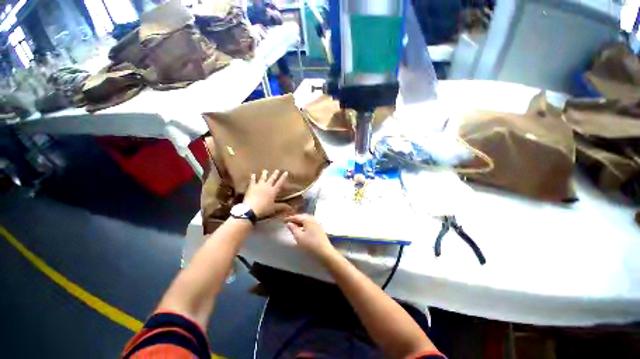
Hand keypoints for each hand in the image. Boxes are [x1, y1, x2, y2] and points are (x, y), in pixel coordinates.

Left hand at [244, 170, 290, 217]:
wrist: (251, 208)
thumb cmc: (264, 208)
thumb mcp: (274, 208)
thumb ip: (282, 206)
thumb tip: (290, 208)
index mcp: (273, 191)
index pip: (280, 182)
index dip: (283, 177)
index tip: (286, 172)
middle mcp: (267, 186)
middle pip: (272, 179)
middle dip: (275, 174)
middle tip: (277, 170)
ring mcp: (259, 185)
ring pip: (263, 178)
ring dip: (264, 174)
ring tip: (265, 170)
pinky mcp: (252, 187)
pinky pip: (252, 181)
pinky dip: (253, 177)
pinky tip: (252, 174)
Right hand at [285, 214, 335, 258]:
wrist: (324, 252)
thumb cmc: (310, 244)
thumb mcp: (299, 237)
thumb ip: (293, 229)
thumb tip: (289, 223)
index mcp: (308, 220)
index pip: (297, 216)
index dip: (290, 218)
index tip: (284, 220)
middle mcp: (313, 219)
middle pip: (303, 216)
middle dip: (296, 219)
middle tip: (289, 222)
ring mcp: (317, 224)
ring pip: (307, 220)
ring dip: (300, 221)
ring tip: (294, 225)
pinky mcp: (319, 228)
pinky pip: (310, 223)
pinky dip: (305, 224)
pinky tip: (302, 229)